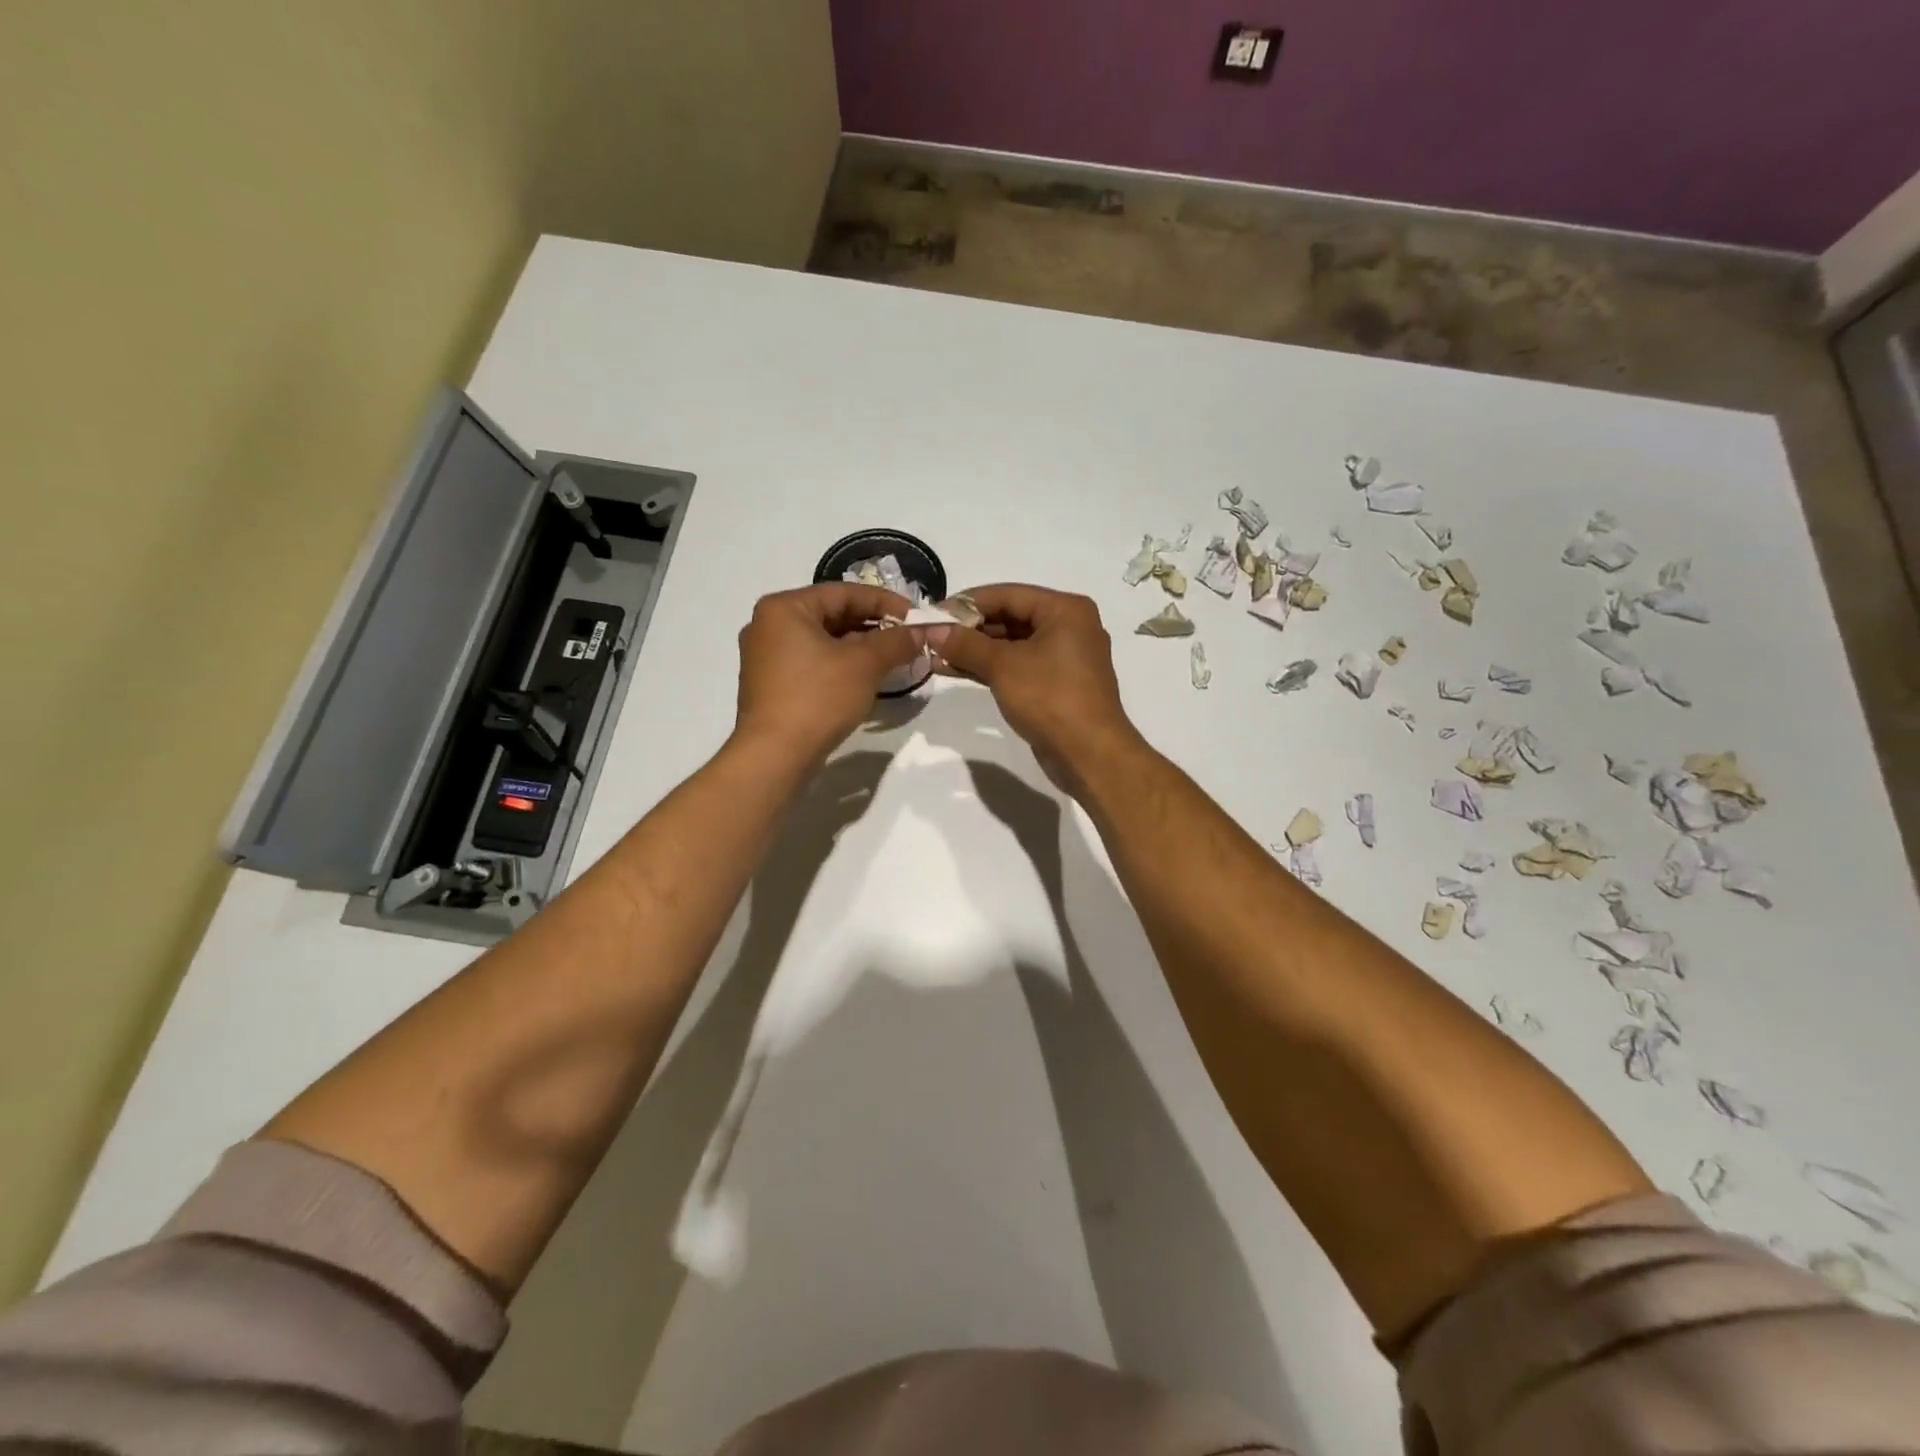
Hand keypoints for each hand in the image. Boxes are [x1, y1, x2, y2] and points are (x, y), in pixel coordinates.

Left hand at [733, 583, 922, 764]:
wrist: (775, 755)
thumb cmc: (817, 698)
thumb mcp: (864, 665)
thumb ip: (895, 642)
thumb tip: (920, 632)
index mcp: (784, 608)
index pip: (843, 593)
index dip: (885, 602)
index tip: (915, 616)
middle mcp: (768, 625)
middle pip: (831, 615)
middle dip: (873, 626)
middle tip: (907, 638)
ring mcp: (765, 657)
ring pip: (823, 641)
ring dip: (859, 648)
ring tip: (893, 659)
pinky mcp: (771, 685)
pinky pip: (812, 663)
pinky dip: (840, 665)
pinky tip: (866, 678)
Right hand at [926, 584, 1142, 786]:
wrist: (1089, 754)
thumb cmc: (1050, 698)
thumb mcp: (1003, 666)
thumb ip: (966, 644)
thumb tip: (933, 630)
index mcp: (1065, 610)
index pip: (1008, 594)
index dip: (967, 603)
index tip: (934, 613)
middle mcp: (1068, 626)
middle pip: (1010, 617)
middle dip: (969, 629)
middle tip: (932, 636)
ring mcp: (1064, 657)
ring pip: (1012, 644)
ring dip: (975, 650)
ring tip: (935, 655)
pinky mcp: (1056, 684)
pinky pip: (1018, 666)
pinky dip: (990, 667)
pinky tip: (955, 671)